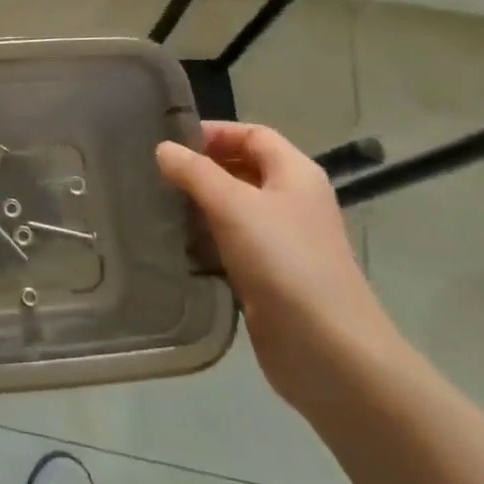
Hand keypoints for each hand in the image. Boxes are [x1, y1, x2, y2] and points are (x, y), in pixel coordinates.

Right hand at [157, 124, 401, 414]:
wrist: (328, 350)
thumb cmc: (284, 262)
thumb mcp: (233, 205)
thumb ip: (195, 172)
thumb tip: (164, 149)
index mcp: (295, 174)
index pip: (252, 134)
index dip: (213, 133)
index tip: (169, 144)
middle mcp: (292, 201)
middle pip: (242, 169)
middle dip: (200, 169)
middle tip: (154, 175)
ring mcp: (282, 241)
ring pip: (233, 209)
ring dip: (198, 206)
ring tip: (156, 207)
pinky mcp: (268, 276)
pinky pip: (230, 245)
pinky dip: (205, 240)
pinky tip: (175, 245)